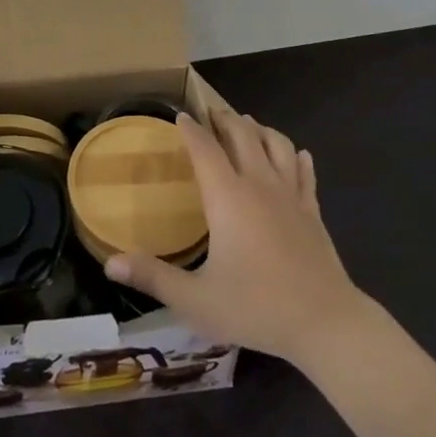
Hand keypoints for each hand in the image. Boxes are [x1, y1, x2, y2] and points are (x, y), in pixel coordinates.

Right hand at [106, 106, 363, 364]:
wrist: (325, 323)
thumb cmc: (256, 307)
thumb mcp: (196, 300)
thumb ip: (154, 278)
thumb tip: (110, 263)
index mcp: (228, 197)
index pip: (205, 149)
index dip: (191, 130)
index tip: (180, 116)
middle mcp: (259, 184)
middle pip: (242, 135)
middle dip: (224, 120)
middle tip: (211, 113)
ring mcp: (290, 195)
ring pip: (277, 144)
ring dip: (259, 130)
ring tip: (248, 125)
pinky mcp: (312, 211)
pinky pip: (304, 172)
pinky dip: (297, 157)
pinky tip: (297, 155)